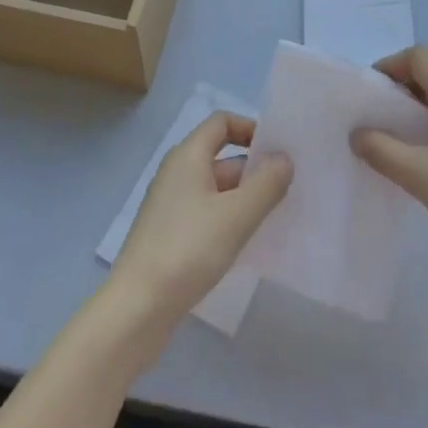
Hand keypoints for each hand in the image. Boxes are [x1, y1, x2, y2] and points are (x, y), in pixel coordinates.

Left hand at [109, 112, 291, 326]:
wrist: (139, 306)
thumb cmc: (189, 249)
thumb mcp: (236, 215)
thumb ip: (266, 184)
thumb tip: (284, 159)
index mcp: (187, 155)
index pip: (221, 122)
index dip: (251, 129)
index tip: (279, 152)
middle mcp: (176, 171)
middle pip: (221, 156)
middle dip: (254, 169)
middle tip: (288, 191)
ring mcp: (170, 203)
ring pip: (215, 188)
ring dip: (244, 197)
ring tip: (275, 218)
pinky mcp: (169, 233)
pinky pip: (206, 212)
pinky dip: (228, 218)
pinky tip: (246, 242)